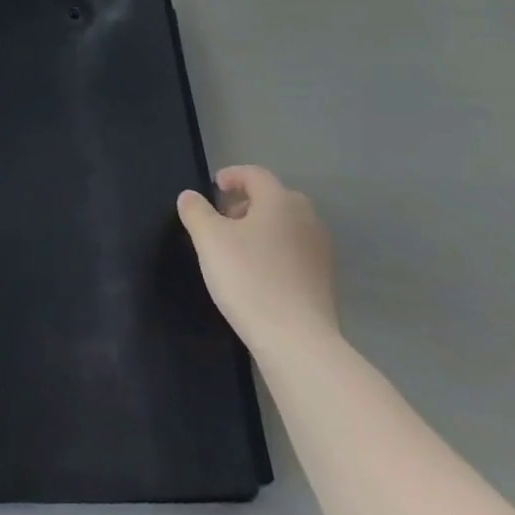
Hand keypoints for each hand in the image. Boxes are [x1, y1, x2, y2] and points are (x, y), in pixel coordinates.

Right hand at [177, 165, 338, 358]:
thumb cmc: (248, 278)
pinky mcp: (324, 278)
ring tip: (237, 246)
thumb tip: (190, 196)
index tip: (214, 186)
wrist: (296, 339)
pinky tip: (258, 273)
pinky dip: (275, 250)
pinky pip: (295, 250)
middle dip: (247, 202)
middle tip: (223, 217)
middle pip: (274, 198)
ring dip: (262, 227)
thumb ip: (196, 211)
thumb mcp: (209, 239)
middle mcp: (306, 218)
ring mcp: (319, 249)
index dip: (233, 175)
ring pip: (286, 225)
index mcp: (280, 201)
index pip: (256, 175)